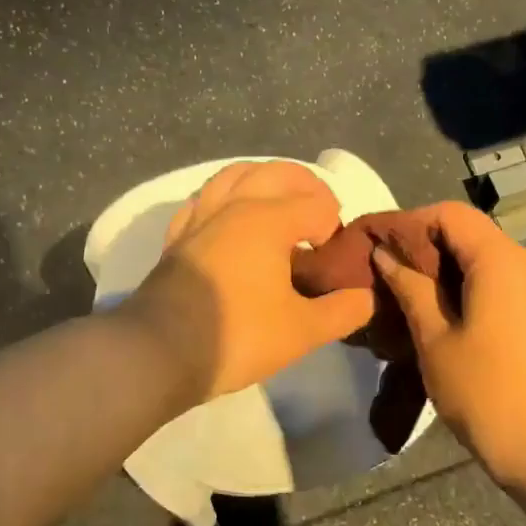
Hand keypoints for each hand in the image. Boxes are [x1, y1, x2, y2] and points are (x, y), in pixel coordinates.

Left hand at [120, 161, 376, 408]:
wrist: (159, 351)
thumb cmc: (237, 336)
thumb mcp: (302, 331)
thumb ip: (341, 311)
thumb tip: (366, 296)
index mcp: (269, 220)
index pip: (317, 205)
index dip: (333, 227)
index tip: (331, 260)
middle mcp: (235, 206)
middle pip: (278, 173)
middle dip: (306, 186)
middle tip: (320, 214)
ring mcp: (201, 216)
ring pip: (235, 175)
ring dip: (264, 179)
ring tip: (278, 202)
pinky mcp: (177, 235)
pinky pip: (203, 199)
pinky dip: (224, 197)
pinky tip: (229, 216)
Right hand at [371, 202, 525, 492]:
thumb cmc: (492, 395)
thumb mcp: (437, 342)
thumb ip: (411, 290)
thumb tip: (386, 255)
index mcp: (501, 261)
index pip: (451, 214)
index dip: (410, 223)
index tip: (379, 248)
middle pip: (471, 235)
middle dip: (427, 249)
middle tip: (388, 277)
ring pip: (488, 263)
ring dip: (449, 273)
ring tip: (412, 301)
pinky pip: (506, 287)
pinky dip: (473, 292)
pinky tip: (448, 321)